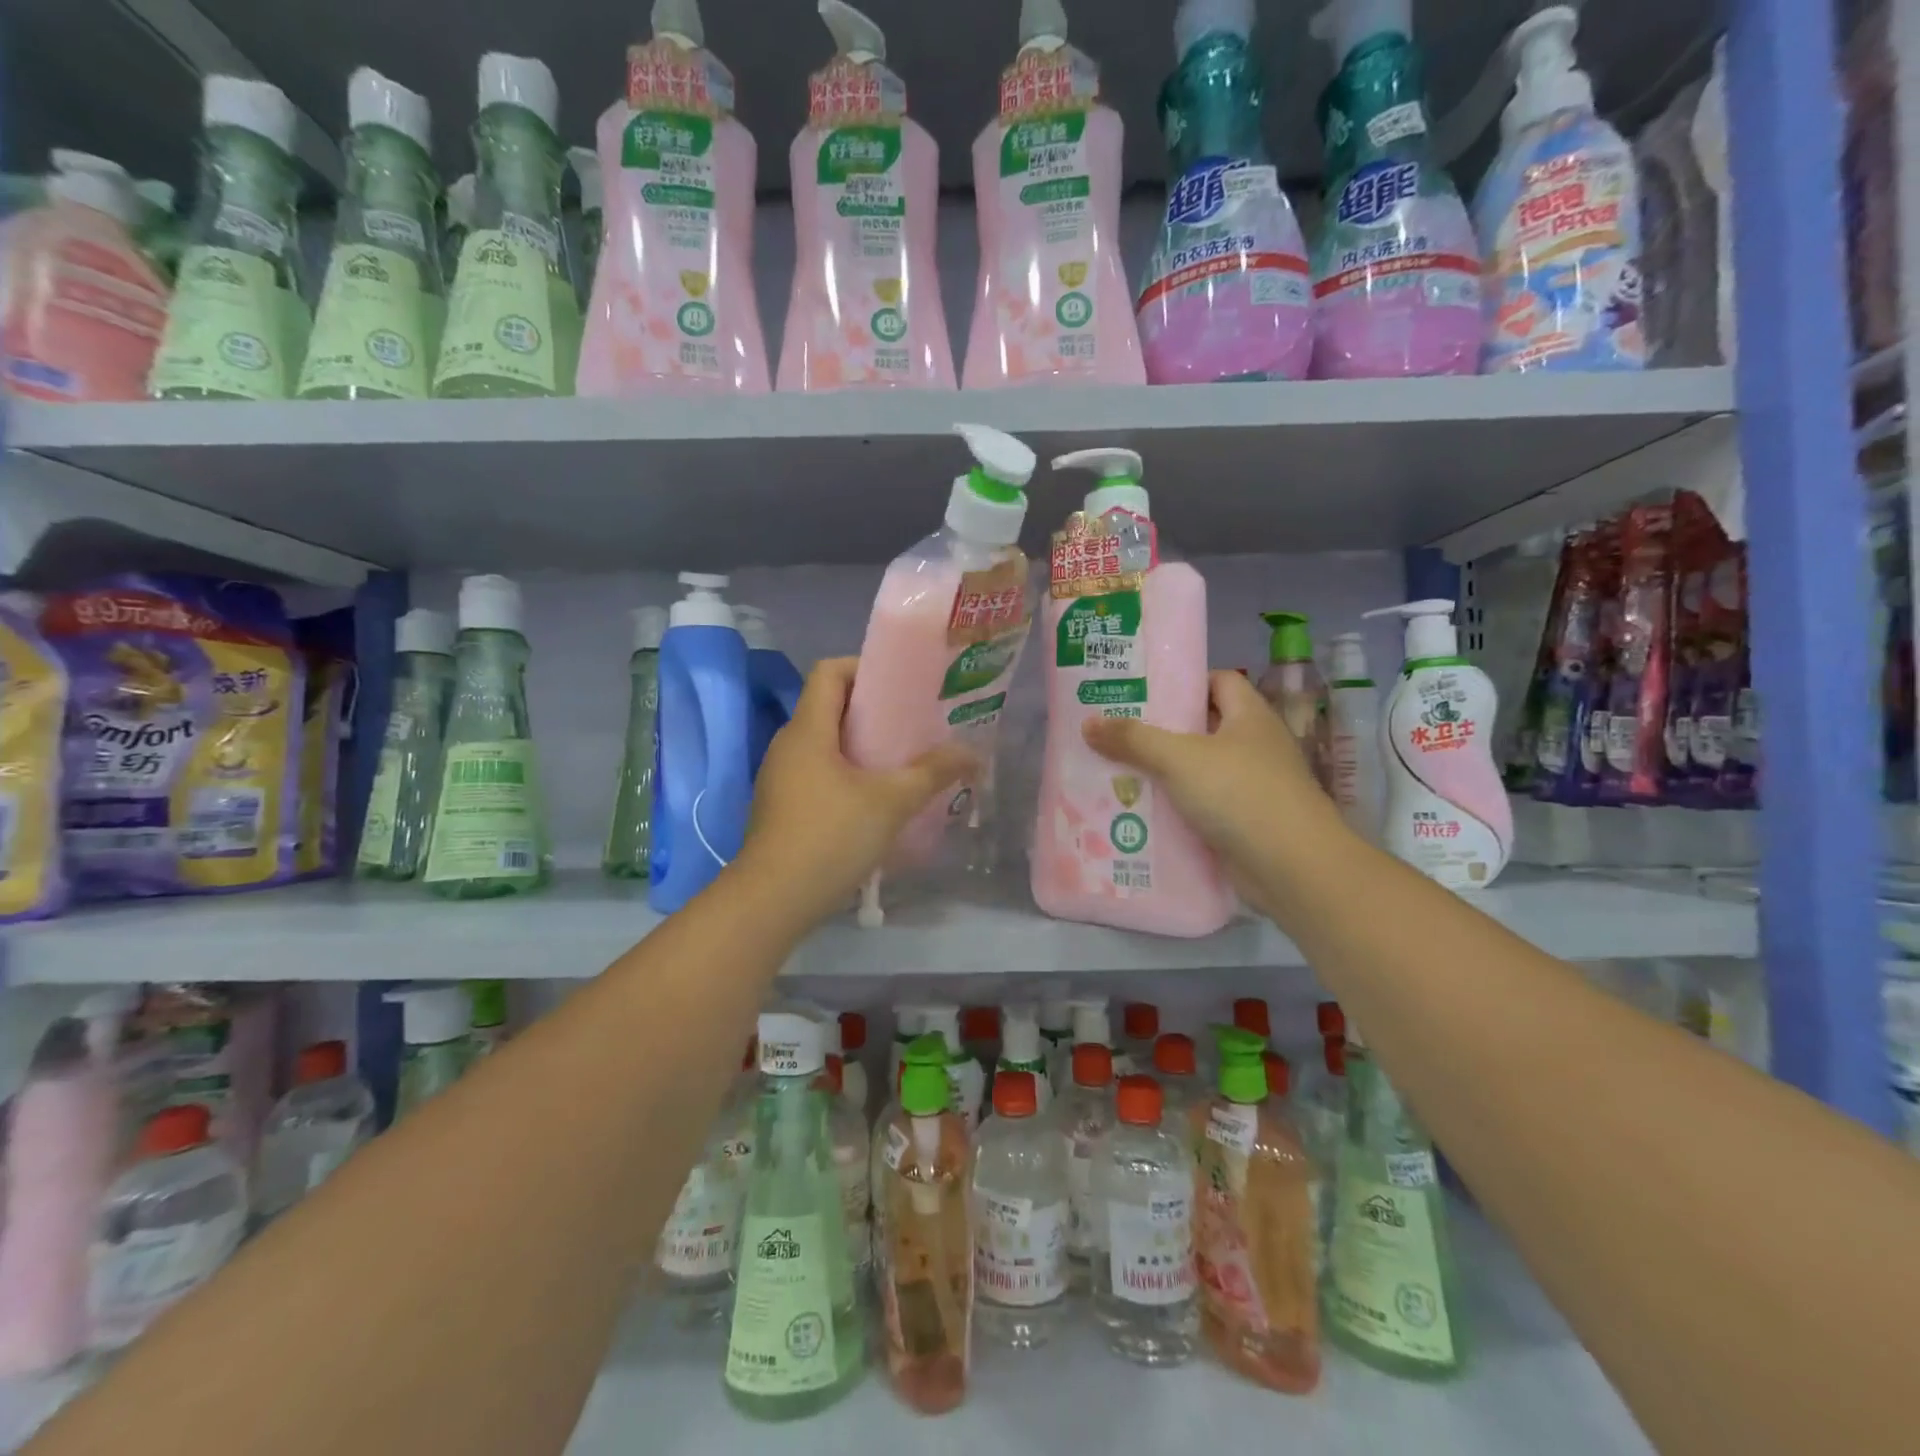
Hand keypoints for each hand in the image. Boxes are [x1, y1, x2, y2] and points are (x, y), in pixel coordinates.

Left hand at [736, 658, 973, 925]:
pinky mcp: (782, 807)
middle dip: (873, 711)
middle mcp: (788, 745)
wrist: (772, 900)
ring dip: (862, 747)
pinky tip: (876, 801)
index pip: (829, 672)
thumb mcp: (891, 802)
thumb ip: (933, 772)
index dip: (864, 668)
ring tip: (902, 762)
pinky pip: (818, 774)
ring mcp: (781, 778)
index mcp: (808, 730)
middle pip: (830, 707)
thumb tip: (973, 753)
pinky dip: (847, 775)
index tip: (901, 687)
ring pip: (825, 745)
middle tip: (914, 725)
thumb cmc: (830, 837)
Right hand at [1081, 670, 1339, 906]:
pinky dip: (1173, 810)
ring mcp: (1250, 788)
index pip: (1218, 681)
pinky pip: (1199, 808)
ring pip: (1197, 772)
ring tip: (1114, 772)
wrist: (1292, 868)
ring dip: (1161, 774)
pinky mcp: (1242, 825)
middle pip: (1202, 728)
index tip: (1142, 691)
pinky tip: (1137, 813)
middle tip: (1114, 732)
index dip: (1183, 682)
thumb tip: (1088, 724)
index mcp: (1249, 716)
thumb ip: (1133, 739)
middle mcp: (1253, 747)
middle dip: (1159, 731)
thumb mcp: (1179, 758)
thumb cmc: (1240, 793)